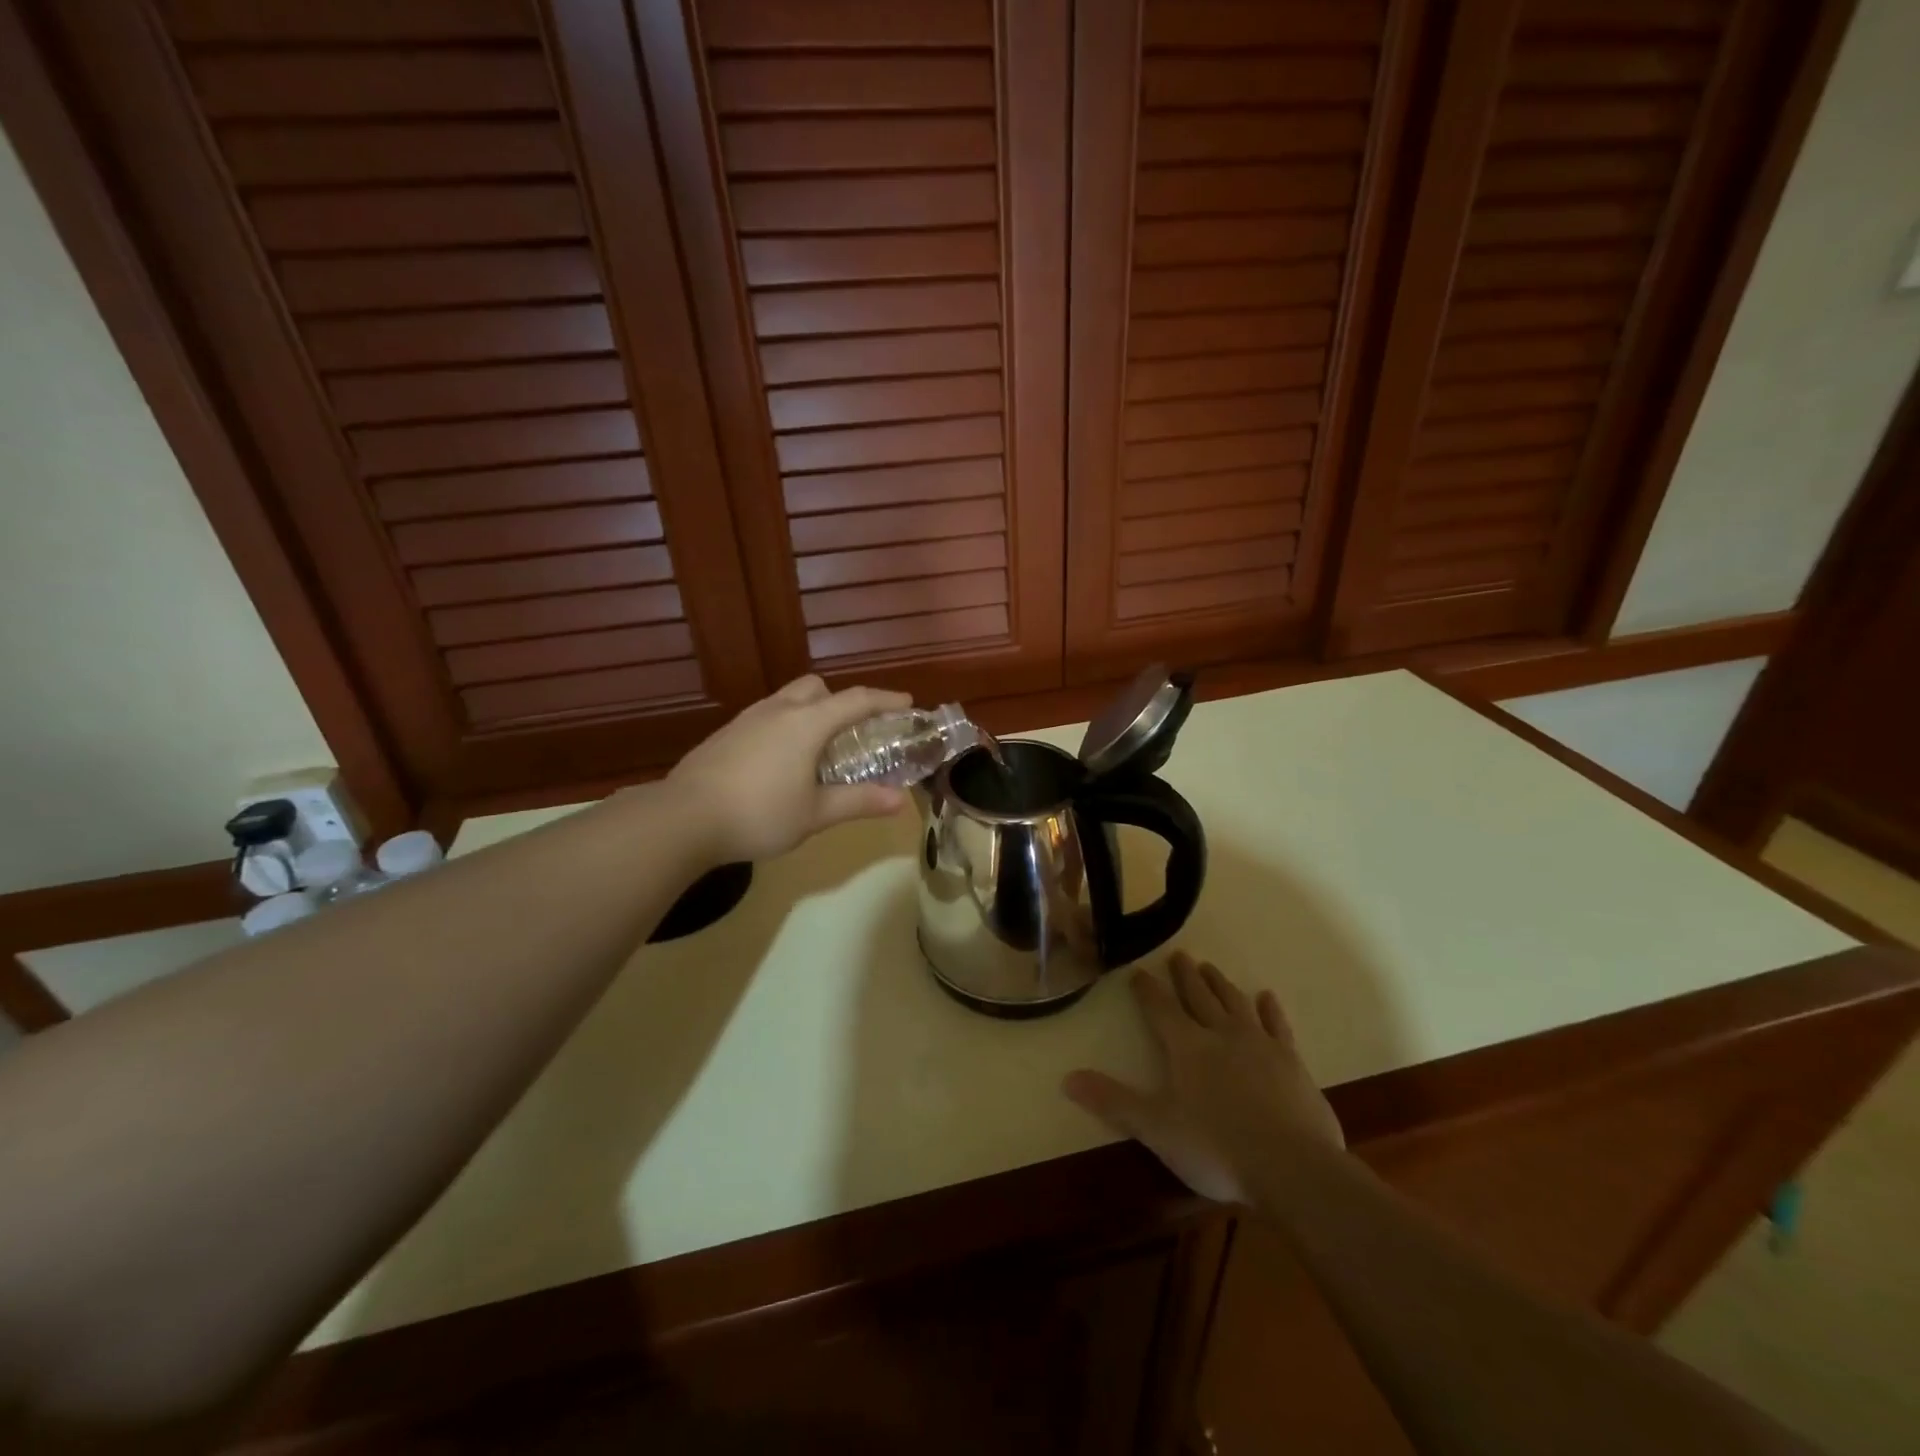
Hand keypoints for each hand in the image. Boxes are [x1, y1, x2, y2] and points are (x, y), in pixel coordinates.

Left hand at [667, 675, 913, 862]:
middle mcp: (778, 710)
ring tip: (815, 748)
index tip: (907, 704)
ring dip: (809, 712)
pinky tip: (778, 762)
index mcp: (806, 723)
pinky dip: (783, 727)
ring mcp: (747, 719)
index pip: (856, 700)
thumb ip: (858, 801)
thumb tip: (899, 801)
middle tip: (852, 731)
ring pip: (787, 699)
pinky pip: (765, 717)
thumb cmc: (759, 814)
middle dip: (840, 701)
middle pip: (817, 688)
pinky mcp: (724, 735)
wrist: (683, 818)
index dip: (885, 700)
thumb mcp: (815, 813)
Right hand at [1064, 952, 1344, 1203]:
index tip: (1137, 972)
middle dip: (1185, 976)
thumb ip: (1113, 1101)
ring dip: (1220, 984)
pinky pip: (1278, 1026)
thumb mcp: (1156, 1128)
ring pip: (1235, 1003)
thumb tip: (1066, 1078)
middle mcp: (1221, 1035)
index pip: (1160, 1009)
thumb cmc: (1217, 1148)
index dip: (1146, 990)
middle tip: (1178, 955)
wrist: (1293, 1168)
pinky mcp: (1292, 1062)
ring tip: (1210, 967)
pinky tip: (1266, 997)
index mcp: (1187, 1047)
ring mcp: (1260, 1045)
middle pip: (1199, 997)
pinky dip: (1270, 1010)